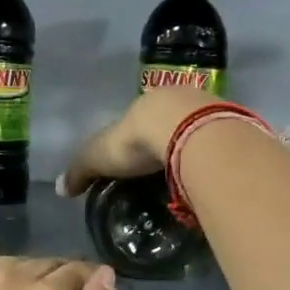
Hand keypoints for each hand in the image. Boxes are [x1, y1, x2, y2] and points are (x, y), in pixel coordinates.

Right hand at [57, 86, 211, 195]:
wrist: (187, 131)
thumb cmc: (137, 140)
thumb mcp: (99, 156)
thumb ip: (80, 170)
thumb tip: (59, 189)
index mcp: (145, 105)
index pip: (137, 122)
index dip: (134, 139)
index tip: (135, 161)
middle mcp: (176, 100)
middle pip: (169, 124)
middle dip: (166, 144)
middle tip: (163, 172)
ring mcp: (206, 111)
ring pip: (195, 131)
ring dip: (192, 149)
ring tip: (188, 176)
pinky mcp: (230, 126)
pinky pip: (217, 143)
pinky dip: (211, 156)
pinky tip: (209, 173)